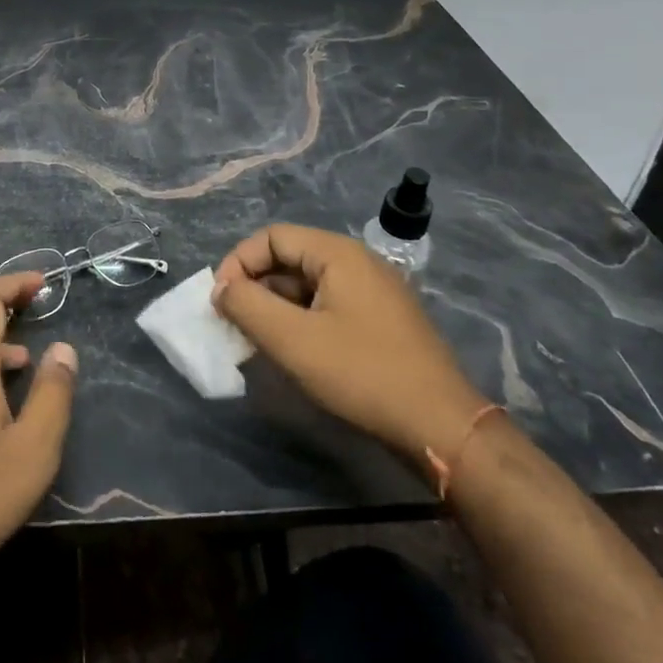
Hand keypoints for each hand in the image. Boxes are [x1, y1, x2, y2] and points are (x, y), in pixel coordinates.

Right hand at [211, 224, 487, 468]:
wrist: (442, 426)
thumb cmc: (362, 373)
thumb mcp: (293, 340)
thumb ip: (247, 306)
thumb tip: (221, 289)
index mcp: (338, 253)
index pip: (272, 236)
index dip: (239, 262)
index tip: (221, 300)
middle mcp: (357, 261)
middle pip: (290, 257)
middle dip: (255, 286)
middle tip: (235, 323)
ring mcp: (374, 290)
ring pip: (308, 284)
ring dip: (277, 306)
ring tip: (259, 340)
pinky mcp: (382, 319)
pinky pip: (328, 304)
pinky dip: (302, 319)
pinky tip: (295, 351)